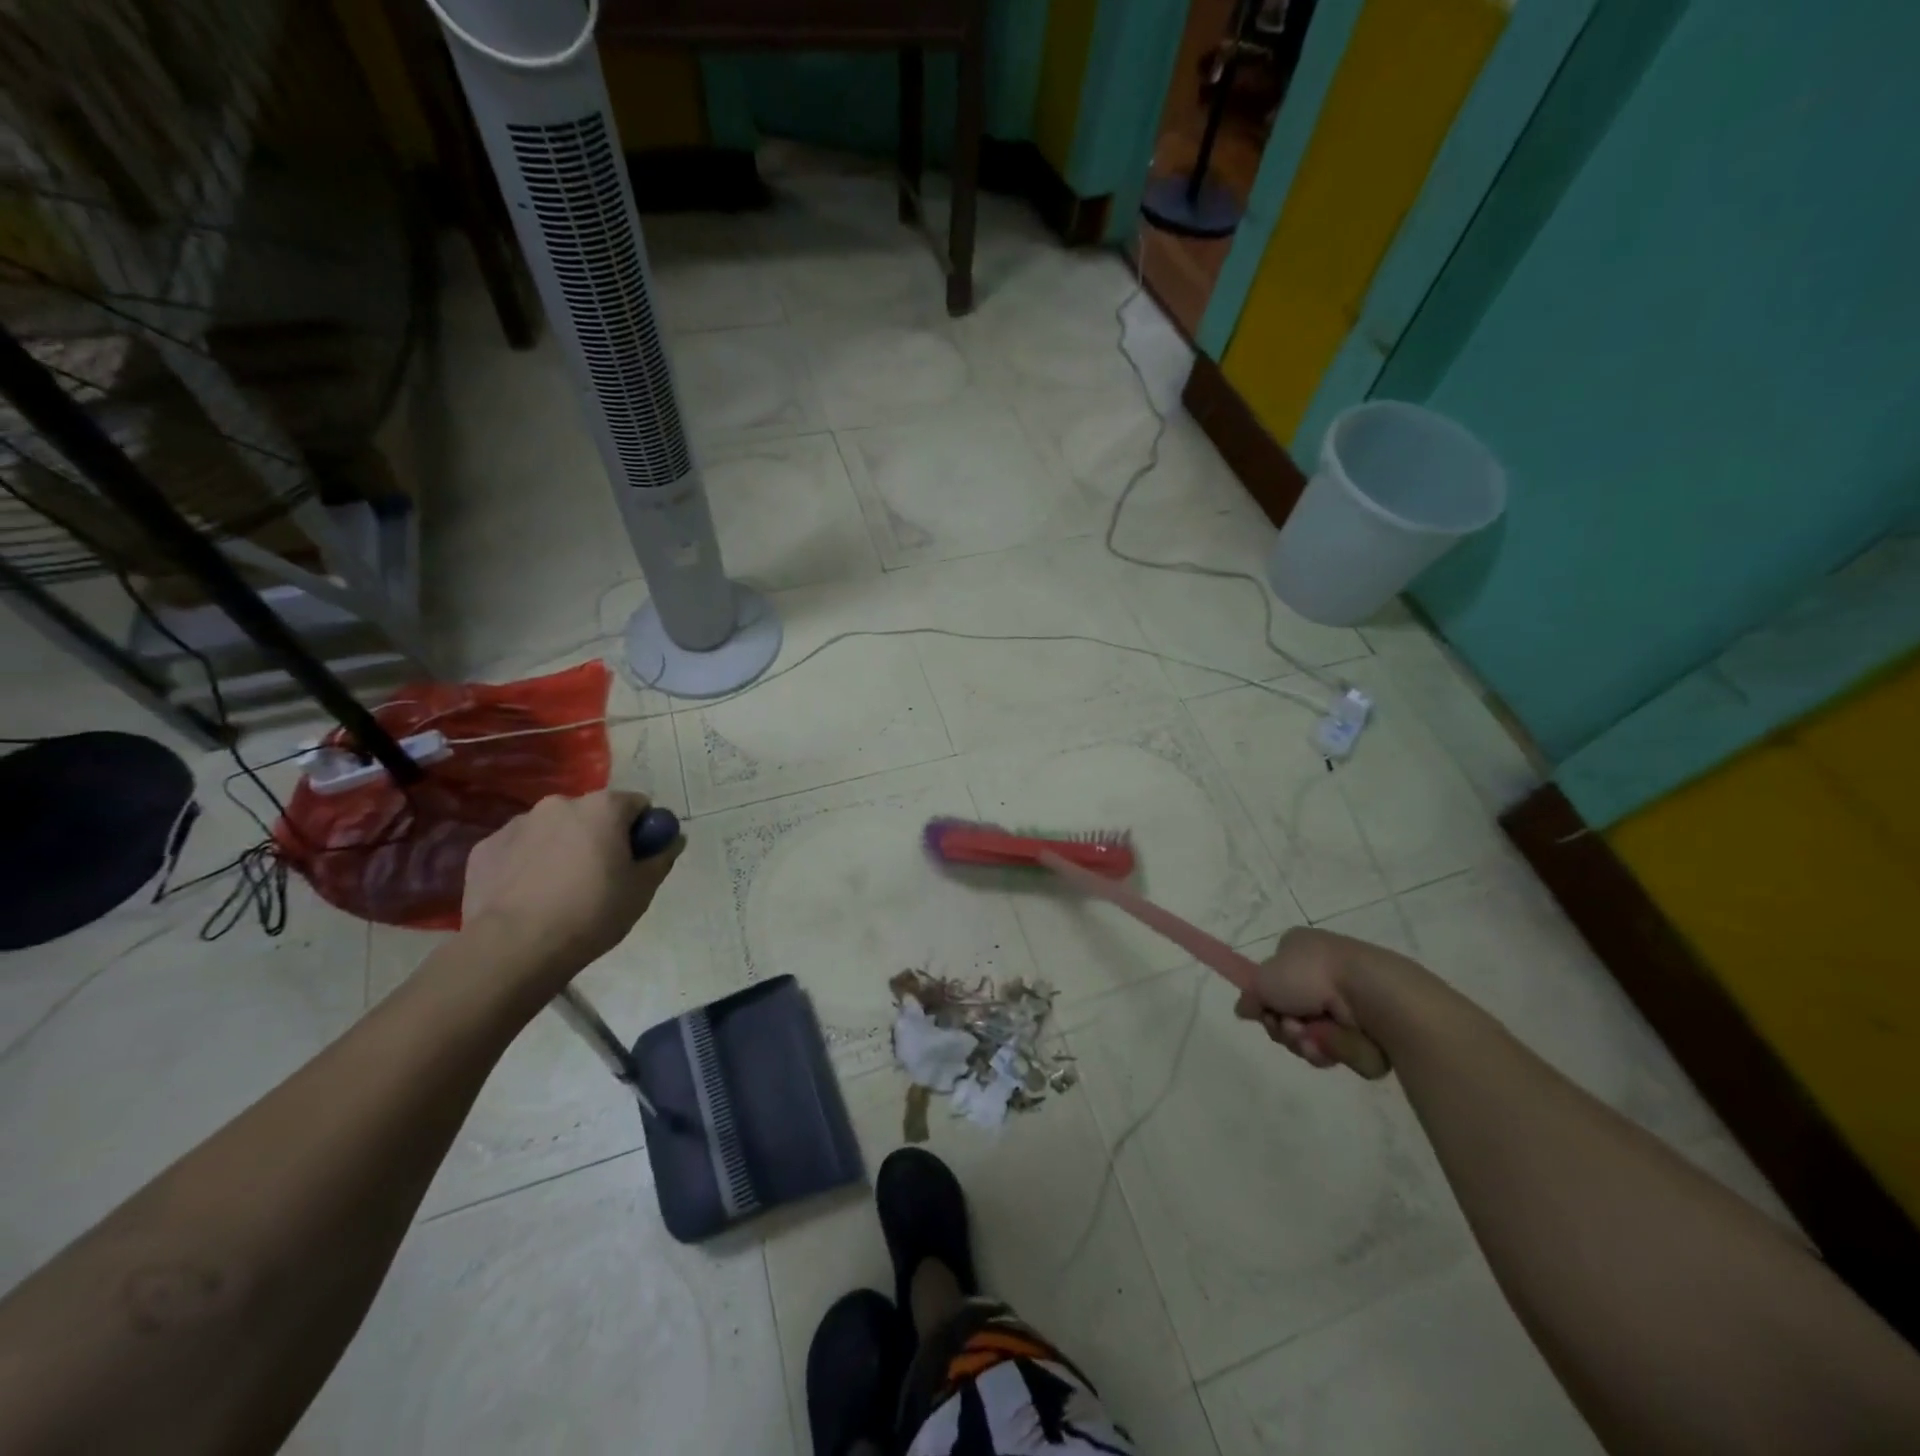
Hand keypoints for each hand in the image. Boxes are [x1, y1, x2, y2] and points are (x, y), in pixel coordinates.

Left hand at [461, 791, 681, 983]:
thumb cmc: (591, 913)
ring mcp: (518, 823)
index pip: (637, 805)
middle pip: (592, 814)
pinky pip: (519, 848)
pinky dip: (528, 863)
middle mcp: (560, 804)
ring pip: (554, 830)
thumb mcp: (642, 889)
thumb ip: (662, 856)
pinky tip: (528, 896)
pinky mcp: (485, 847)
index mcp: (603, 807)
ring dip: (563, 847)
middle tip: (601, 878)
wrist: (514, 948)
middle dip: (599, 836)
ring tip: (560, 891)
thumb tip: (673, 838)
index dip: (642, 831)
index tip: (637, 859)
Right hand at [1234, 926, 1399, 1073]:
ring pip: (1310, 1036)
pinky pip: (1337, 1049)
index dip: (1265, 1001)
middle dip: (1284, 1027)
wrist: (1373, 994)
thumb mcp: (1263, 981)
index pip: (1273, 981)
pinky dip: (1331, 1049)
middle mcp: (1323, 974)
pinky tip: (1335, 1044)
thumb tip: (1243, 1009)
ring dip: (1305, 1041)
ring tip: (1314, 1039)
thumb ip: (1250, 996)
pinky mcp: (1367, 1028)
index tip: (1263, 1012)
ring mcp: (1346, 1002)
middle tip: (1290, 1028)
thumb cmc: (1313, 975)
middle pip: (1288, 1013)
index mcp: (1300, 950)